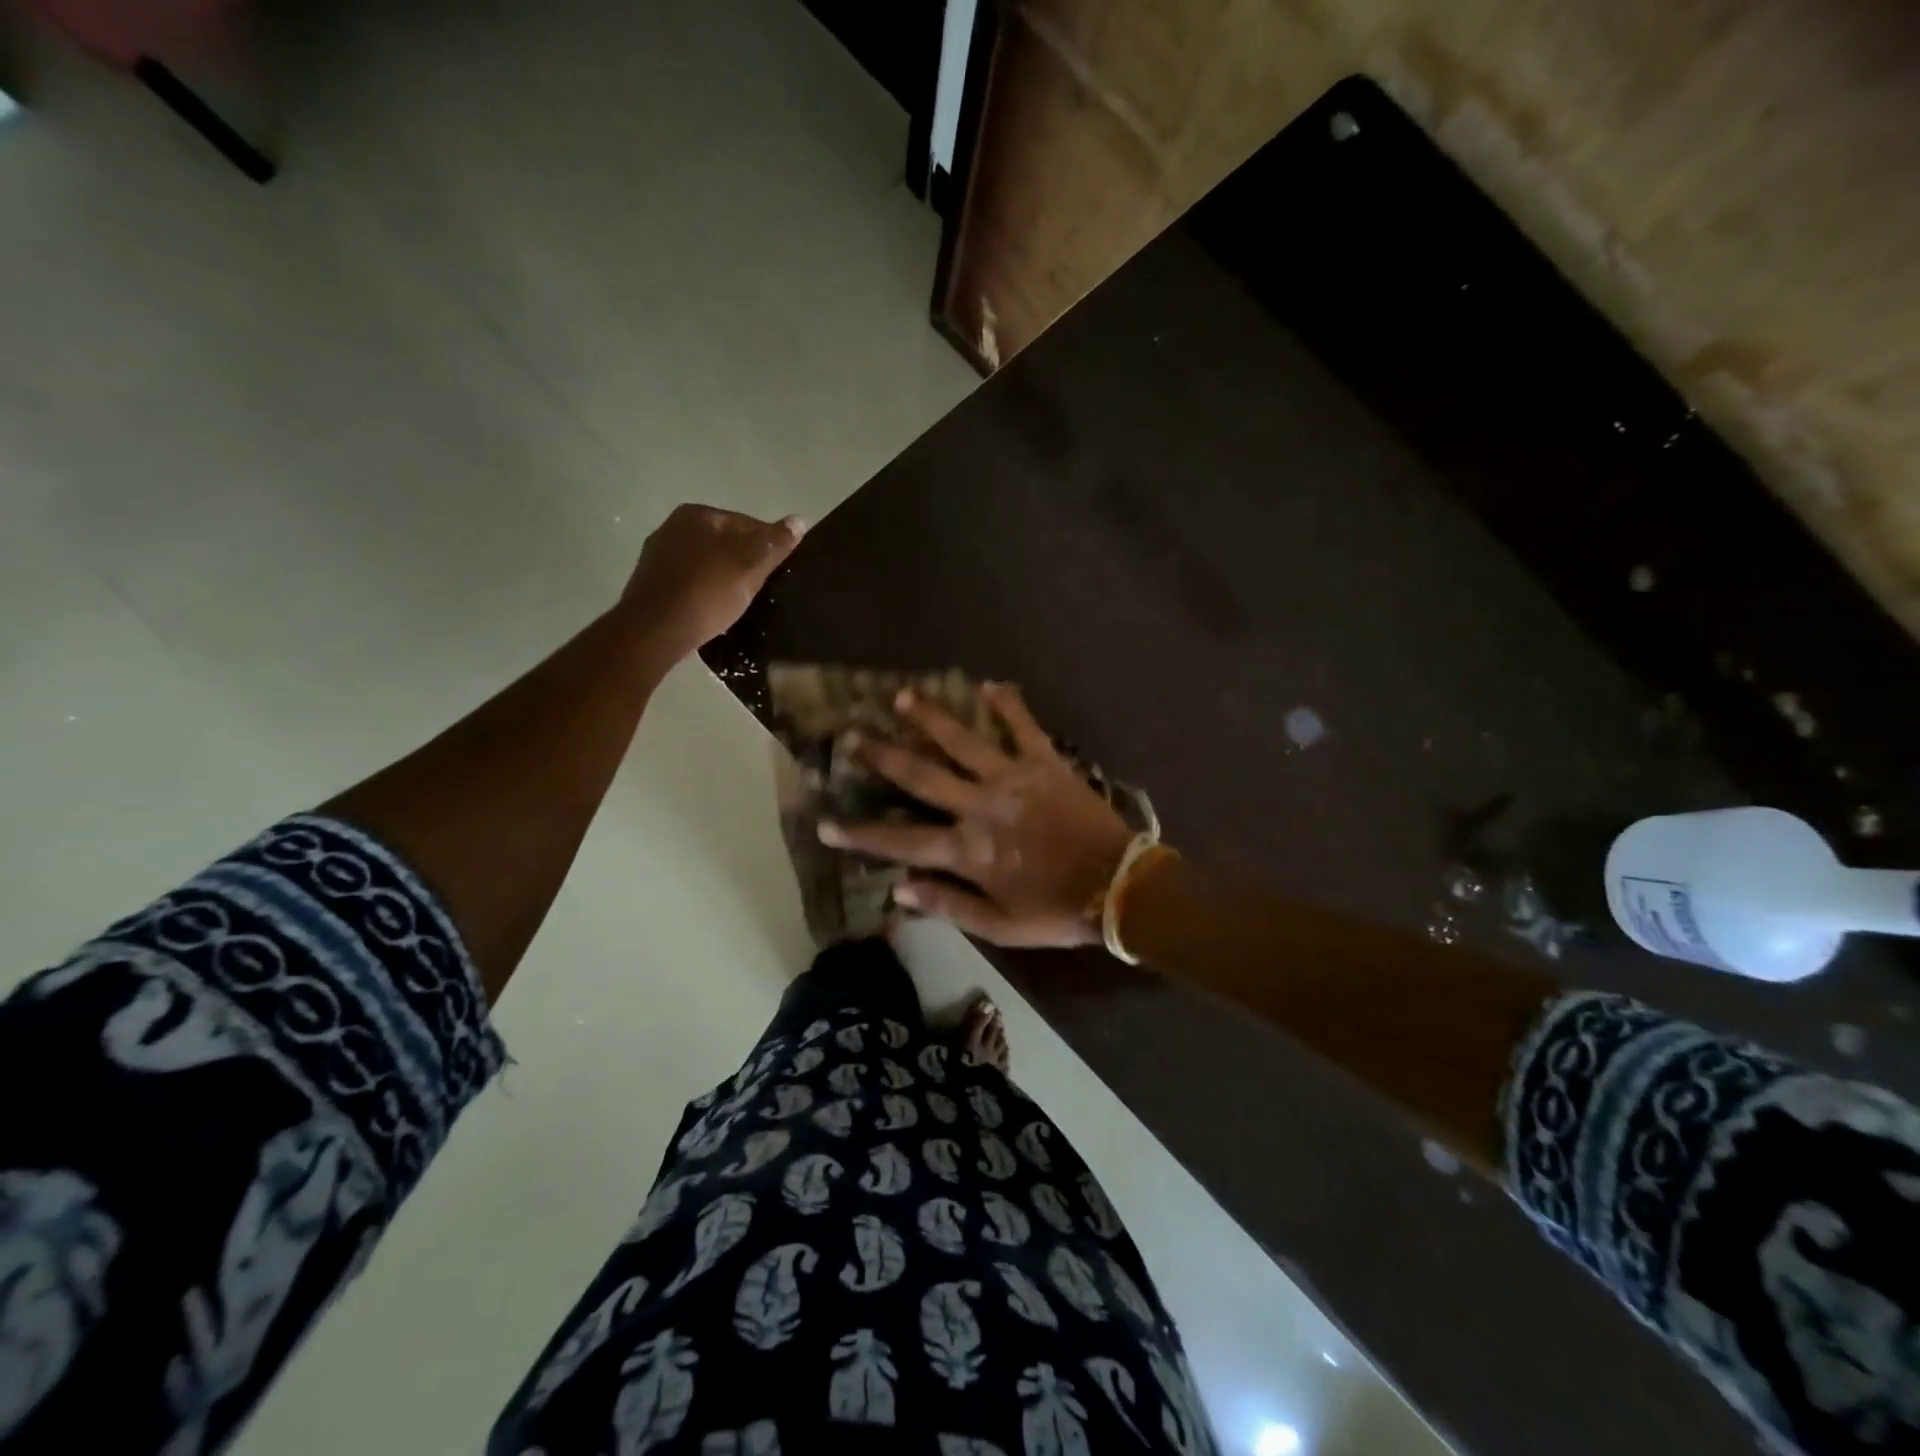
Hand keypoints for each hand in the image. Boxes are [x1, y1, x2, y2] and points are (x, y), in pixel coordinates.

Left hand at [621, 505, 803, 658]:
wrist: (655, 629)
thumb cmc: (707, 591)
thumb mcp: (750, 566)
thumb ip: (775, 543)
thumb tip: (799, 520)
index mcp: (697, 514)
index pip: (747, 523)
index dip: (768, 546)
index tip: (778, 571)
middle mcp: (673, 527)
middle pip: (725, 542)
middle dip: (745, 562)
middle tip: (761, 589)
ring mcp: (658, 555)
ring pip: (706, 563)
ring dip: (724, 578)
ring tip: (739, 602)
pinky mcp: (652, 583)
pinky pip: (690, 582)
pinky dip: (705, 591)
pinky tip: (714, 609)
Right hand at [820, 683, 1134, 947]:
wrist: (1121, 888)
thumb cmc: (1058, 911)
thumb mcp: (1000, 926)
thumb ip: (948, 904)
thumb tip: (898, 887)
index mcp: (968, 850)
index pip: (901, 842)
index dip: (860, 835)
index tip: (826, 825)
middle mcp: (981, 806)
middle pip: (921, 777)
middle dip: (883, 756)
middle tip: (852, 735)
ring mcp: (1013, 779)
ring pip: (963, 742)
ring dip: (932, 718)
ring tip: (904, 696)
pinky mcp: (1046, 763)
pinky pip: (1024, 727)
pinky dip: (1008, 705)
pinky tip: (990, 684)